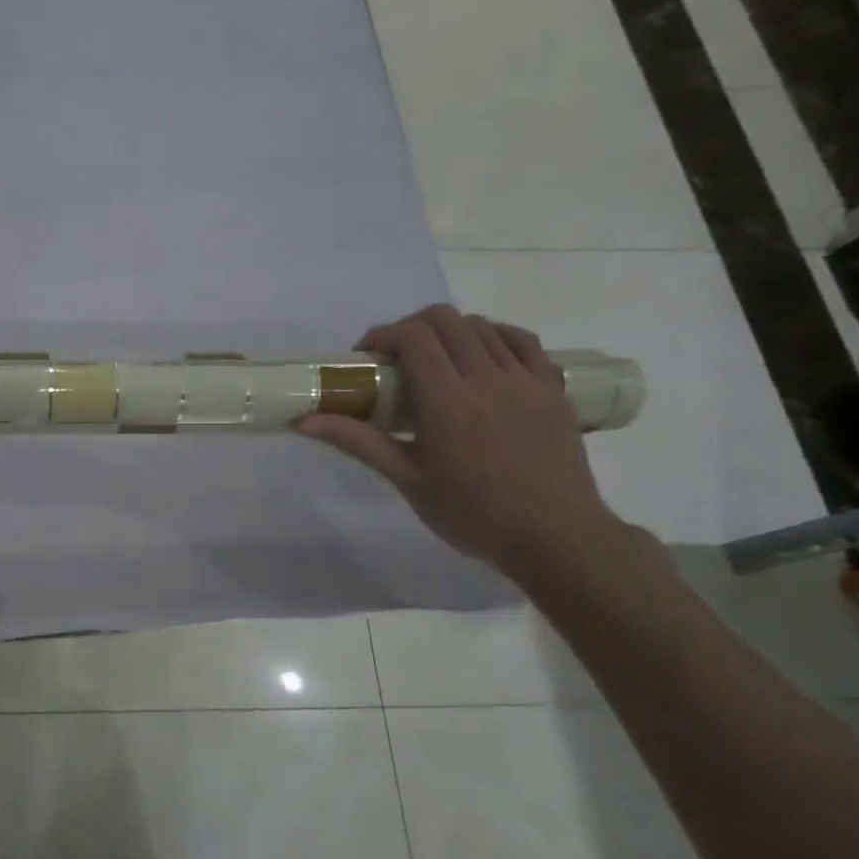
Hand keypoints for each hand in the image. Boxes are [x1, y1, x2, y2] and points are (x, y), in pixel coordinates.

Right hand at [295, 305, 621, 575]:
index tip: (367, 358)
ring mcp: (526, 380)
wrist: (554, 537)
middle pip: (446, 321)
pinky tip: (482, 357)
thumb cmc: (471, 512)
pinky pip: (523, 342)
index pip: (414, 336)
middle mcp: (488, 378)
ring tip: (437, 362)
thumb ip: (357, 441)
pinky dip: (495, 337)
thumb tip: (304, 421)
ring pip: (482, 327)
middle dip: (412, 328)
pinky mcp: (552, 389)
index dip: (384, 335)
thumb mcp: (406, 478)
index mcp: (448, 400)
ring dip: (450, 333)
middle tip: (396, 359)